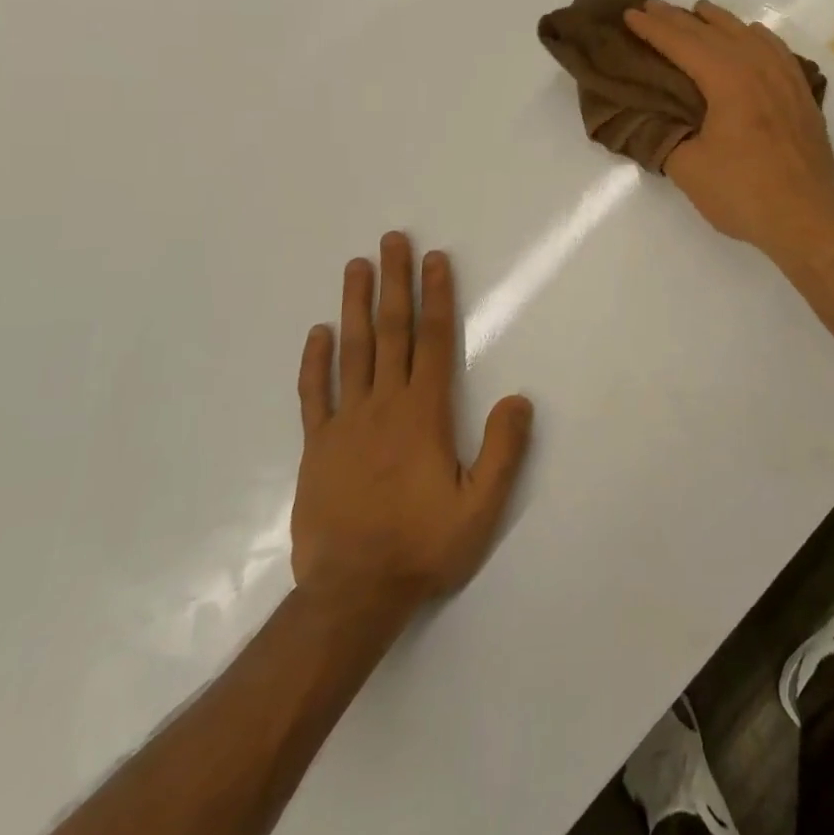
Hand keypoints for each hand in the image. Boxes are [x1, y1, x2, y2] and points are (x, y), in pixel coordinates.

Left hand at [291, 232, 533, 607]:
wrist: (352, 594)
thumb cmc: (423, 546)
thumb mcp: (481, 507)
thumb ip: (503, 450)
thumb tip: (519, 398)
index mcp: (424, 413)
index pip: (432, 340)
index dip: (436, 296)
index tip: (435, 259)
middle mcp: (384, 405)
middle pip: (391, 331)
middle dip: (394, 282)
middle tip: (392, 240)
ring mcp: (345, 423)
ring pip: (352, 351)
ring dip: (356, 305)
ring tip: (356, 266)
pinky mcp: (317, 446)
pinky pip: (314, 394)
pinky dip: (315, 361)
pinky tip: (318, 333)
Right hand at [623, 0, 833, 257]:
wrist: (807, 219)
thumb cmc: (744, 193)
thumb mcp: (689, 169)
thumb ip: (667, 137)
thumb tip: (656, 121)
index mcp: (729, 81)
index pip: (684, 45)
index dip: (654, 29)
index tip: (631, 14)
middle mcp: (759, 69)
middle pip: (714, 33)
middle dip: (679, 19)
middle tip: (652, 7)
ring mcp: (786, 80)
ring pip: (749, 36)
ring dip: (720, 21)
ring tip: (700, 11)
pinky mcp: (802, 97)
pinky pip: (777, 51)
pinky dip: (757, 38)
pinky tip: (754, 37)